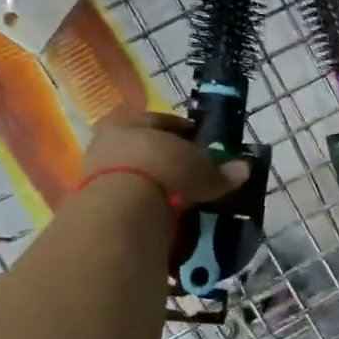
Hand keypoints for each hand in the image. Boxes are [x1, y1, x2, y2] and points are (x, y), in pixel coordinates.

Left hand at [83, 110, 248, 207]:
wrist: (121, 209)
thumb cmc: (162, 170)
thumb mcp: (200, 169)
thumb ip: (220, 170)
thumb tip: (244, 169)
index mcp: (129, 120)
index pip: (162, 122)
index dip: (186, 134)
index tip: (202, 146)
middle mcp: (107, 141)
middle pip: (145, 149)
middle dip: (167, 162)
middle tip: (190, 175)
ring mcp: (95, 173)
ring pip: (134, 176)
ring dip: (154, 186)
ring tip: (179, 201)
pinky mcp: (93, 203)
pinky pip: (127, 201)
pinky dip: (144, 207)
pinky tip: (162, 217)